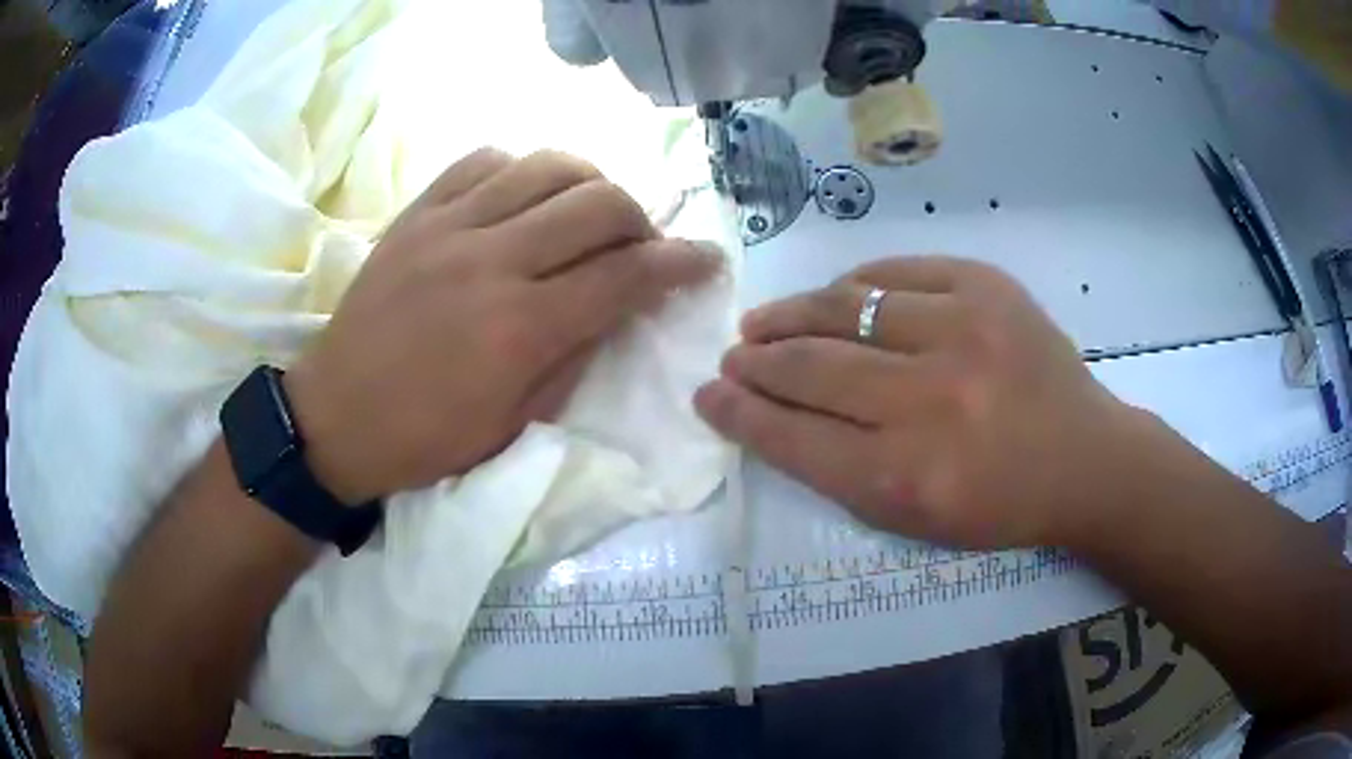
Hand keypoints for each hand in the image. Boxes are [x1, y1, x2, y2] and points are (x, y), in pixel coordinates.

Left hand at [285, 148, 720, 504]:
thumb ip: (575, 356)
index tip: (707, 258)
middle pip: (598, 203)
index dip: (681, 263)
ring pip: (547, 165)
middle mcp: (491, 261)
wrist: (335, 418)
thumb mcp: (515, 424)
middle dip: (641, 219)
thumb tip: (617, 307)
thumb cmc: (426, 439)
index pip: (626, 275)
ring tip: (587, 214)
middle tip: (639, 245)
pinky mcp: (416, 213)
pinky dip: (521, 169)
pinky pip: (484, 160)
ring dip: (588, 183)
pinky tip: (524, 195)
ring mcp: (448, 227)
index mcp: (520, 328)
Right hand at [695, 256, 1146, 548]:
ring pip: (845, 307)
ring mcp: (963, 330)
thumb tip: (773, 415)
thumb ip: (838, 471)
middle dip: (757, 361)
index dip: (740, 414)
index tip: (708, 395)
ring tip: (764, 321)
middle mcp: (930, 401)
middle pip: (812, 367)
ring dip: (791, 314)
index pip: (794, 437)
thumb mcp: (913, 519)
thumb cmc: (998, 504)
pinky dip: (854, 284)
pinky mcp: (987, 286)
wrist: (1084, 458)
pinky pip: (895, 271)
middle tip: (733, 355)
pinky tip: (835, 297)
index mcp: (907, 477)